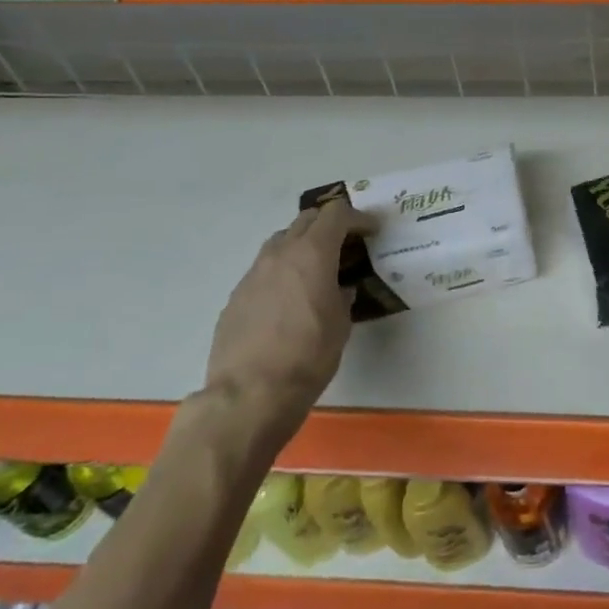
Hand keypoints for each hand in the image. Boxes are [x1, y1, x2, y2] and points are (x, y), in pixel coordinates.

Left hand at [203, 199, 372, 452]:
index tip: (372, 231)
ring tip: (317, 268)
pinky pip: (264, 270)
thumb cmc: (308, 355)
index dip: (358, 218)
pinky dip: (282, 271)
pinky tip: (289, 298)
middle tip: (347, 243)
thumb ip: (342, 296)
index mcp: (312, 254)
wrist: (249, 393)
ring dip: (302, 244)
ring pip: (280, 241)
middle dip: (329, 224)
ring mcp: (253, 274)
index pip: (336, 215)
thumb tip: (339, 289)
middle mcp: (280, 254)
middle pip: (306, 220)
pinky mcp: (236, 296)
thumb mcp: (341, 323)